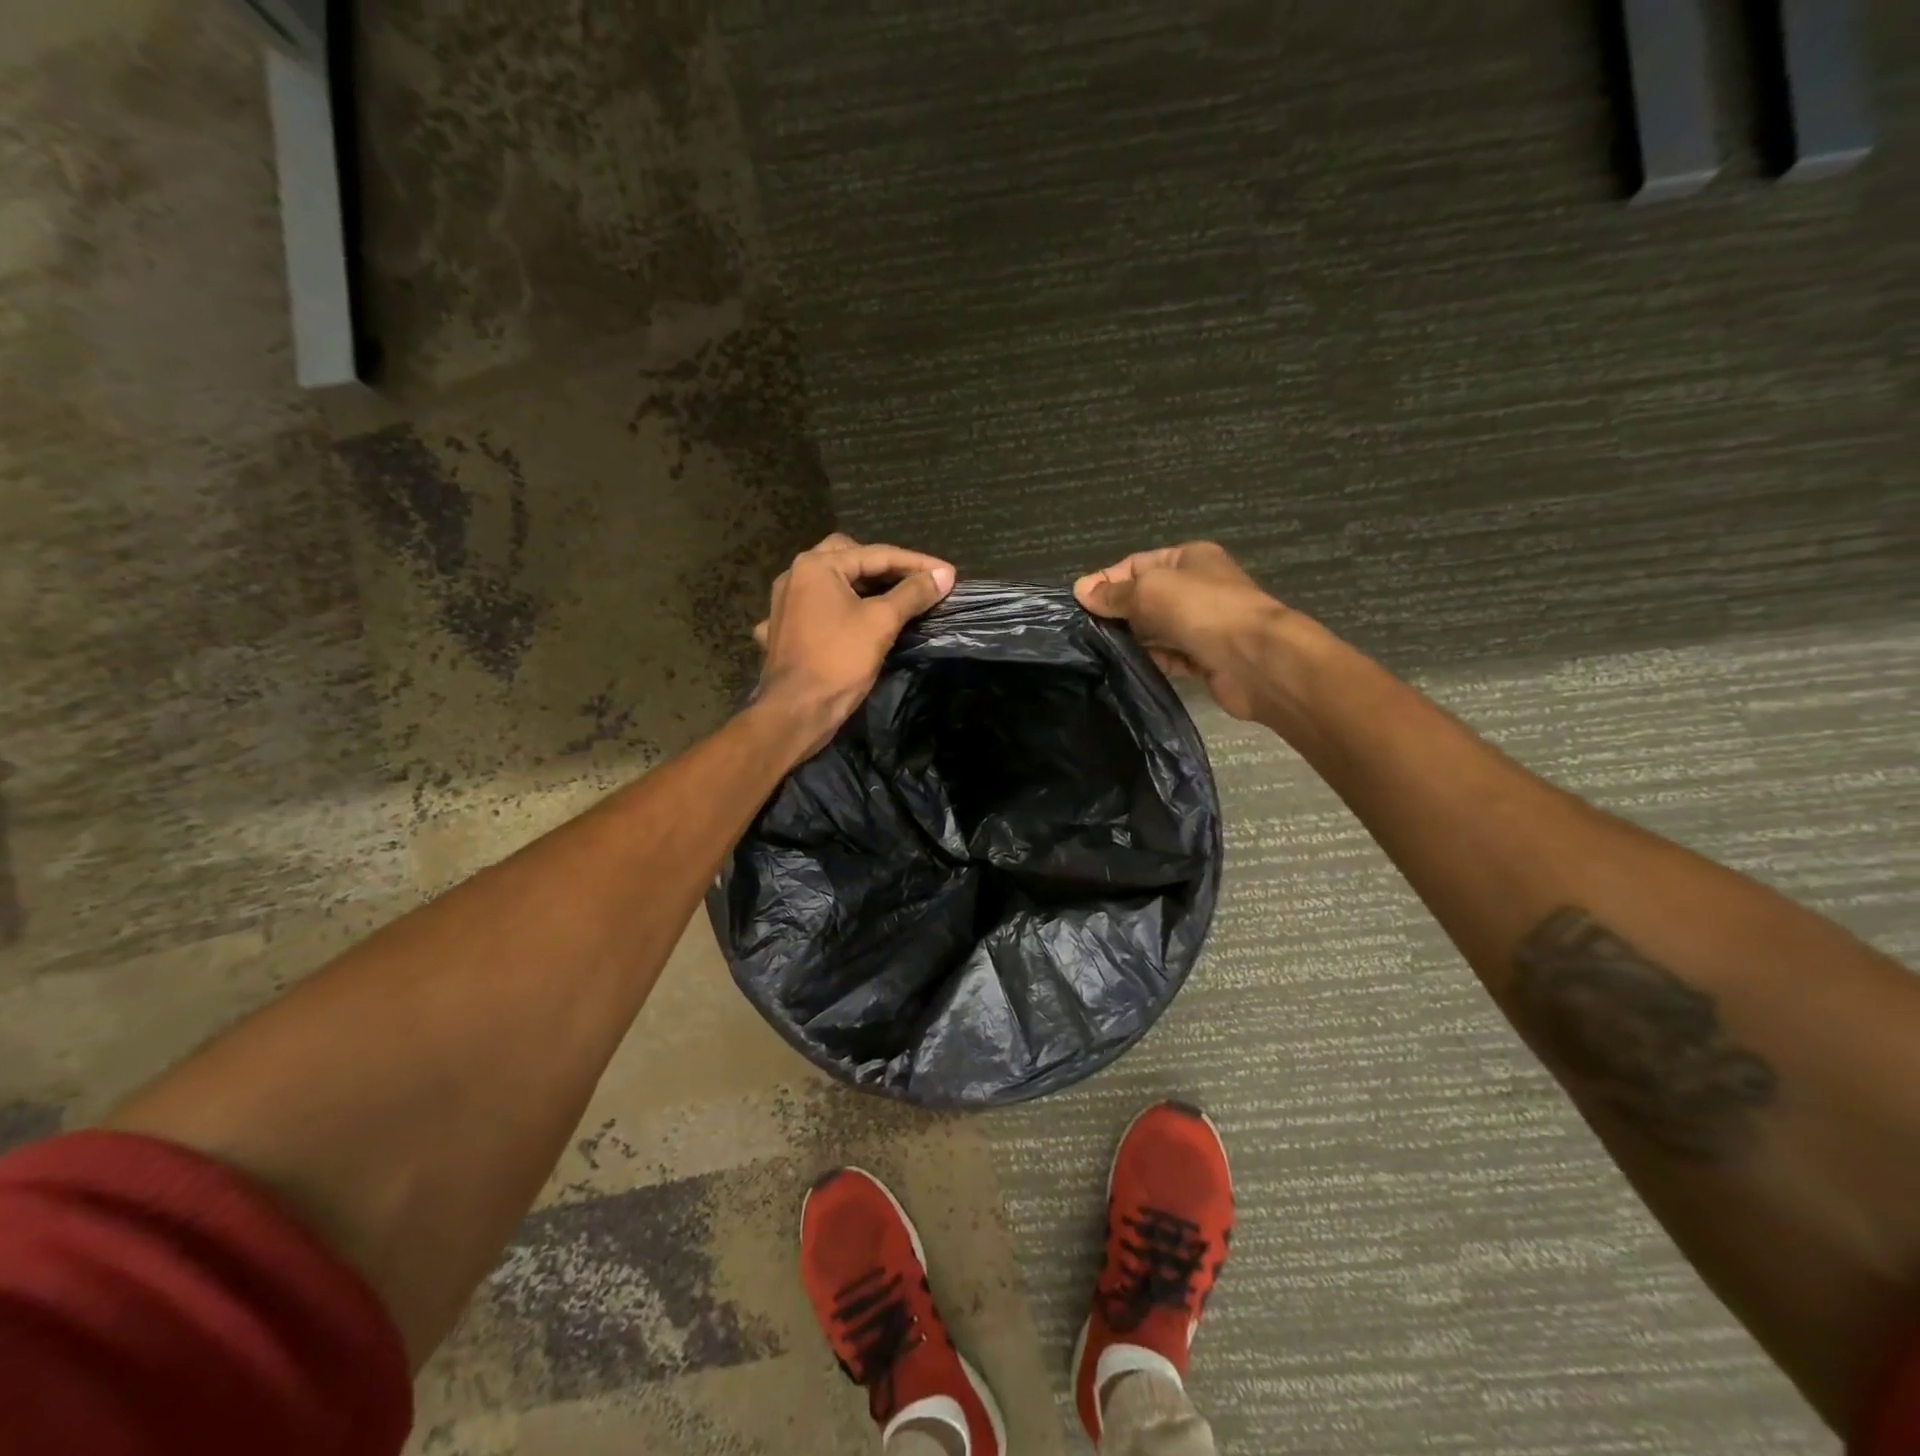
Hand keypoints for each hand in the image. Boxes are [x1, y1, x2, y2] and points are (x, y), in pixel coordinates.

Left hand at [754, 533, 956, 752]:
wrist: (796, 710)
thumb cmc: (839, 661)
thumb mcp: (882, 623)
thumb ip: (913, 594)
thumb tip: (944, 575)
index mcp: (817, 566)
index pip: (876, 554)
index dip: (916, 563)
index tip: (947, 573)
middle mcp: (795, 575)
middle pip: (848, 557)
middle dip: (882, 566)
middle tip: (912, 579)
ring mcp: (783, 603)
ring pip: (830, 583)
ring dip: (860, 586)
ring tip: (890, 597)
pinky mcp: (782, 630)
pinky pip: (815, 609)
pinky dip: (835, 610)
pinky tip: (846, 621)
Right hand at [1074, 542, 1290, 720]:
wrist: (1255, 659)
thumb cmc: (1202, 609)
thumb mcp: (1150, 589)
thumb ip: (1115, 593)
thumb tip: (1081, 591)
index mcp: (1190, 558)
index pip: (1137, 564)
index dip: (1107, 580)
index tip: (1079, 602)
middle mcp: (1198, 588)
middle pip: (1146, 597)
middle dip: (1117, 611)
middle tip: (1084, 629)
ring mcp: (1203, 625)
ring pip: (1157, 629)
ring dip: (1132, 638)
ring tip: (1097, 649)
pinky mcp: (1205, 658)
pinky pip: (1170, 657)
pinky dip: (1151, 660)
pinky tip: (1126, 666)